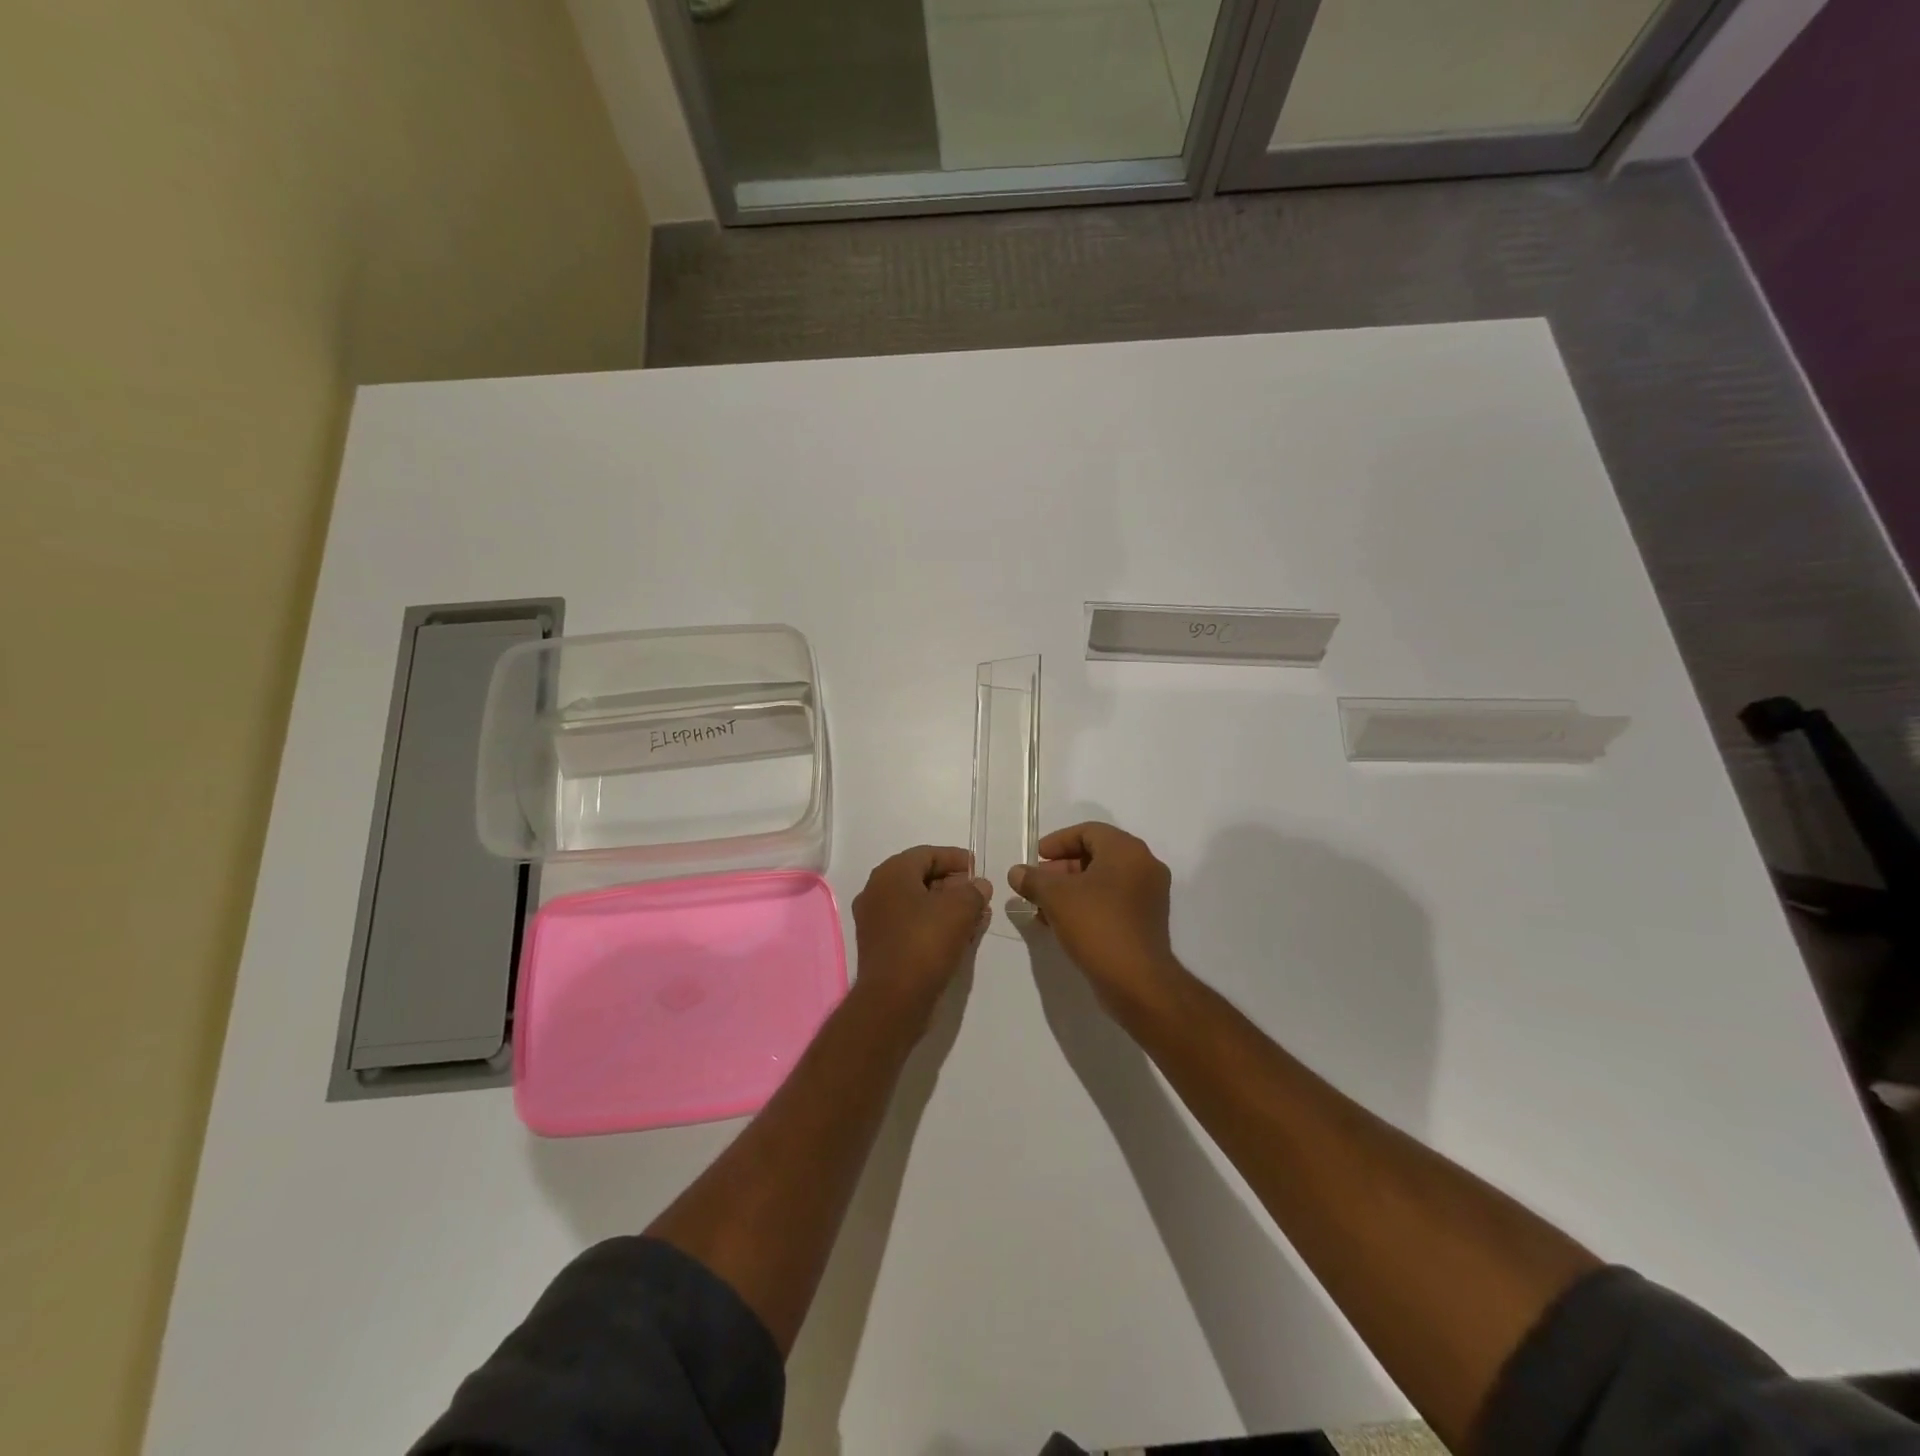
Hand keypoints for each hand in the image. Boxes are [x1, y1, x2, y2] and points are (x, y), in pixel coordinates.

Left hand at [851, 846, 990, 1026]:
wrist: (893, 1000)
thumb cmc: (925, 943)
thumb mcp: (960, 909)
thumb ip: (973, 891)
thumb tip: (979, 886)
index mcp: (891, 873)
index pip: (927, 854)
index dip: (956, 859)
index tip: (979, 869)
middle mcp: (876, 891)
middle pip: (920, 877)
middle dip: (952, 884)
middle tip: (979, 894)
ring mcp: (874, 920)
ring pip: (916, 903)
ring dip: (945, 906)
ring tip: (974, 916)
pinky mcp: (879, 945)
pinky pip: (910, 924)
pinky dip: (932, 924)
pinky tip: (956, 935)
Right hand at [1010, 822, 1183, 1011]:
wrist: (1137, 981)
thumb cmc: (1097, 925)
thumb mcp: (1056, 897)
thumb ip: (1033, 879)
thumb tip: (1017, 872)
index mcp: (1127, 851)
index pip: (1088, 831)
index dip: (1058, 842)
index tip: (1035, 858)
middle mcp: (1144, 867)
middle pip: (1096, 855)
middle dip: (1061, 868)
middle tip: (1036, 883)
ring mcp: (1148, 896)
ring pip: (1102, 881)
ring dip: (1070, 889)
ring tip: (1042, 907)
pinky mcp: (1145, 921)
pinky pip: (1111, 901)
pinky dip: (1086, 905)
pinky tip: (1060, 923)